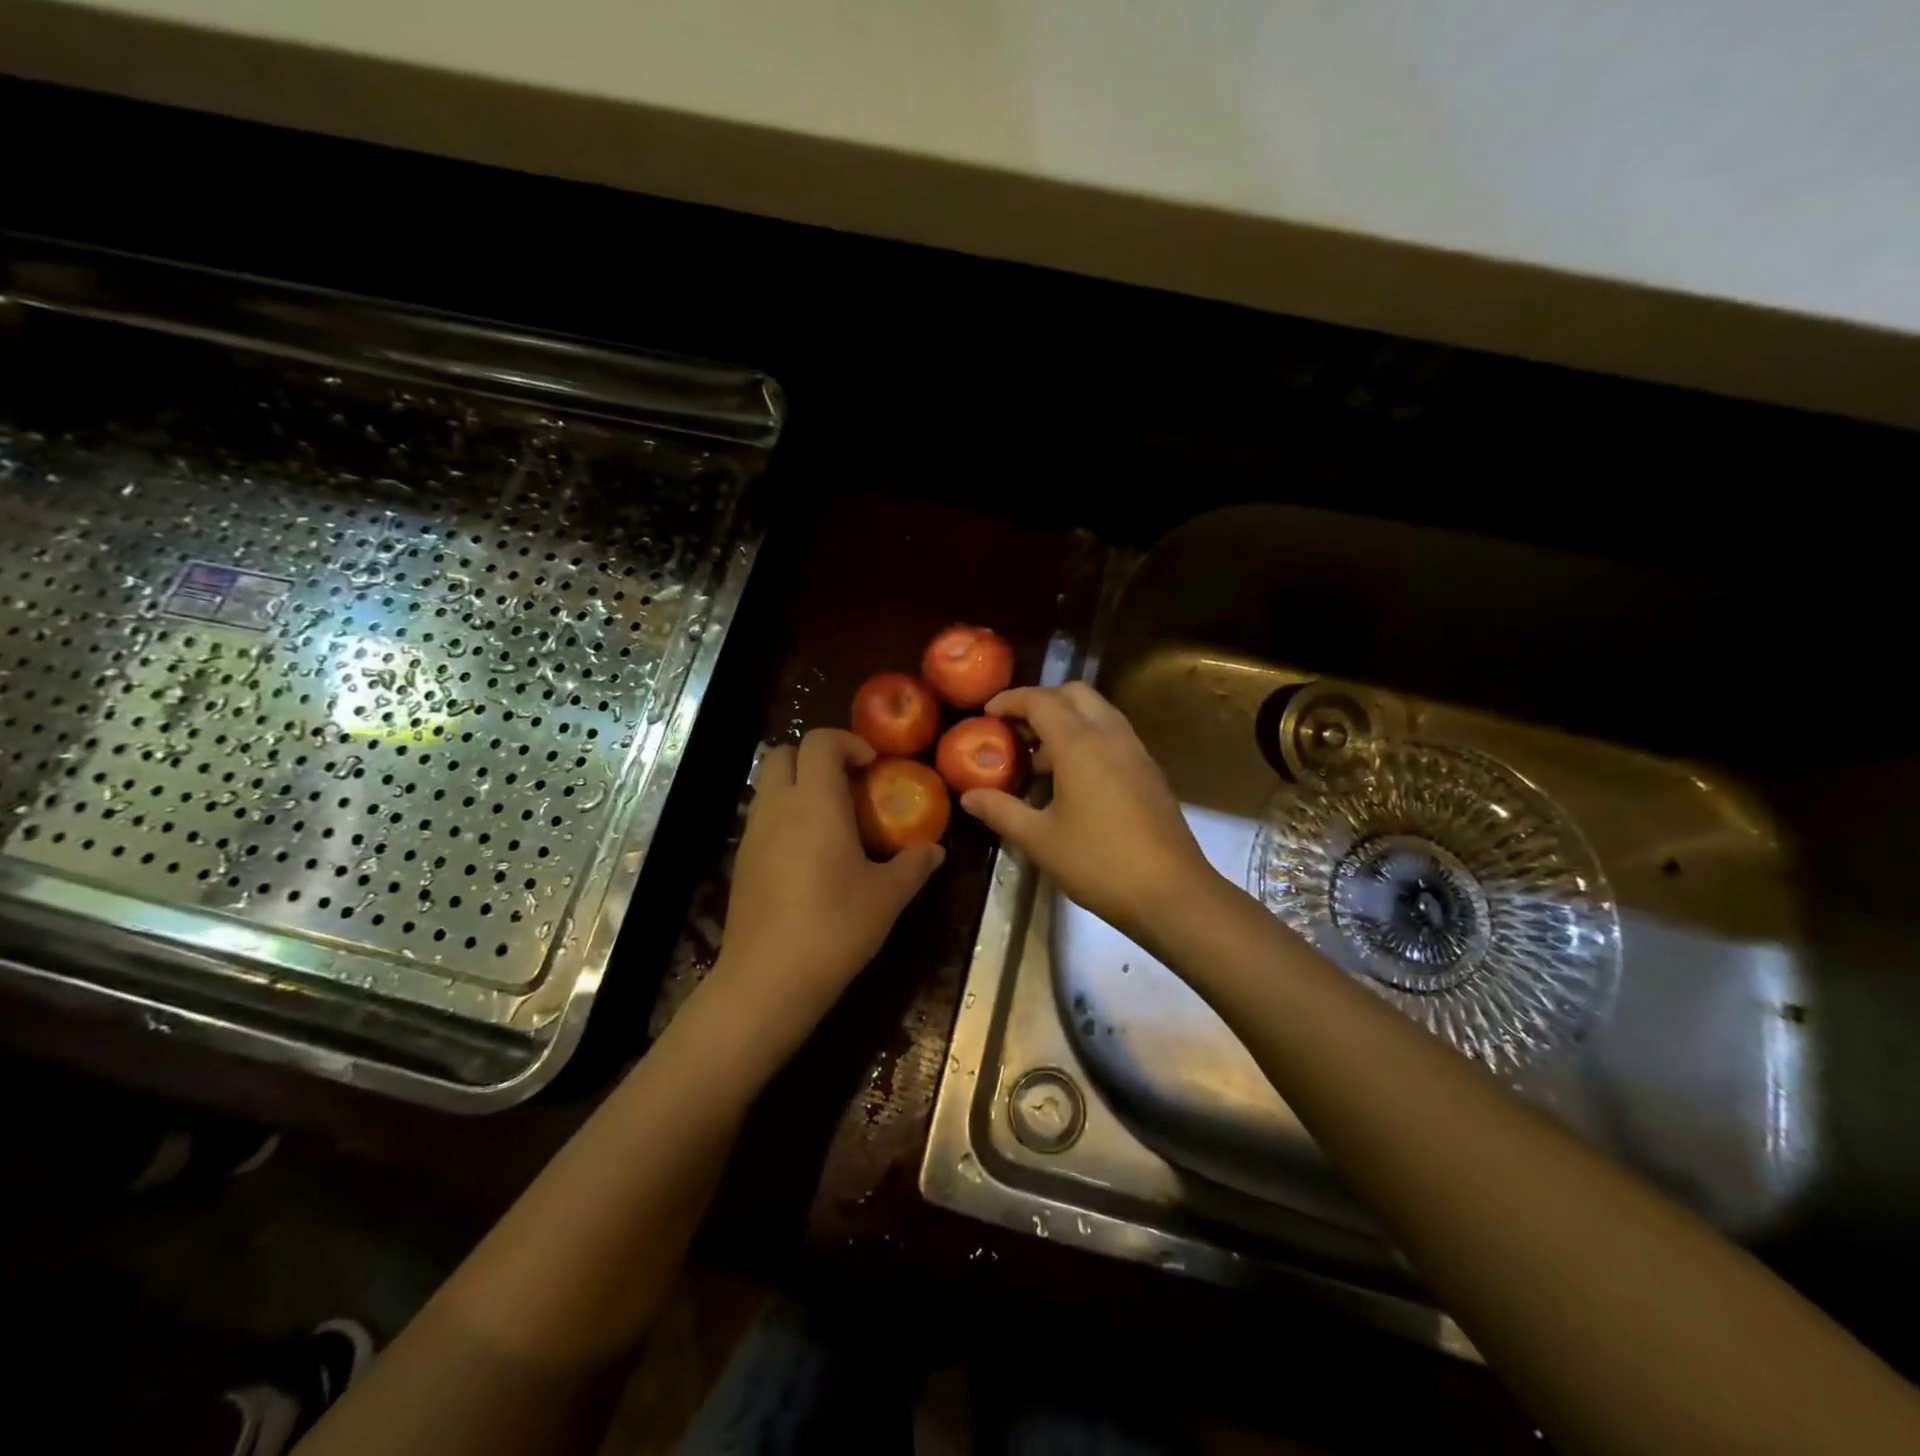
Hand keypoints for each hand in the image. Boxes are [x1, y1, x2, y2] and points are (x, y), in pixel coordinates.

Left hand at [706, 729, 944, 1061]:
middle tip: (849, 784)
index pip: (820, 742)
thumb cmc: (835, 927)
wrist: (768, 980)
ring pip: (769, 786)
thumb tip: (935, 850)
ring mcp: (753, 834)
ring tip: (833, 821)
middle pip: (784, 753)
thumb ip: (914, 865)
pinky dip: (785, 817)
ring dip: (798, 787)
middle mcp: (778, 807)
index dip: (848, 742)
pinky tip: (810, 855)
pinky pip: (763, 818)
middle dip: (816, 757)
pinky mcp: (741, 861)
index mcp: (816, 802)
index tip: (873, 765)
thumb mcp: (887, 897)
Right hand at [958, 684, 1217, 941]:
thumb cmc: (1099, 862)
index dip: (1010, 700)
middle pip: (1074, 693)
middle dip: (1041, 702)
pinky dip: (1087, 738)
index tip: (986, 714)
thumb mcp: (1040, 839)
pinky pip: (1113, 735)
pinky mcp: (1149, 771)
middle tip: (1015, 730)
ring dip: (1066, 720)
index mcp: (1080, 744)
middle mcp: (1111, 736)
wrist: (1171, 892)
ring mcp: (1136, 752)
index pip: (1041, 700)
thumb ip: (1001, 811)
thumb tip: (968, 797)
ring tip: (1039, 758)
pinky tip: (1072, 780)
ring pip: (1098, 712)